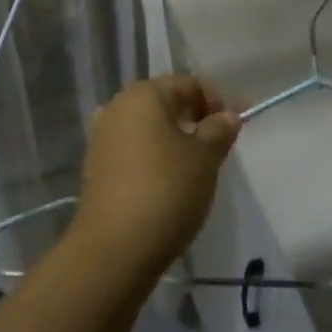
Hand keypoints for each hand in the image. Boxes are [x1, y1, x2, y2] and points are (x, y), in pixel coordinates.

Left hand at [72, 75, 241, 276]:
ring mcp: (102, 138)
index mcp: (142, 95)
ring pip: (147, 127)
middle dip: (193, 117)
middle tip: (219, 144)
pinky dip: (154, 156)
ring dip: (173, 138)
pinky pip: (133, 150)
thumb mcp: (204, 158)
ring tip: (197, 164)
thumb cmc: (167, 190)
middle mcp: (116, 108)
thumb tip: (227, 115)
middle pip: (164, 103)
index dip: (215, 100)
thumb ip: (219, 130)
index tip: (235, 126)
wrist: (115, 247)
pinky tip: (169, 180)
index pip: (187, 84)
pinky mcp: (97, 167)